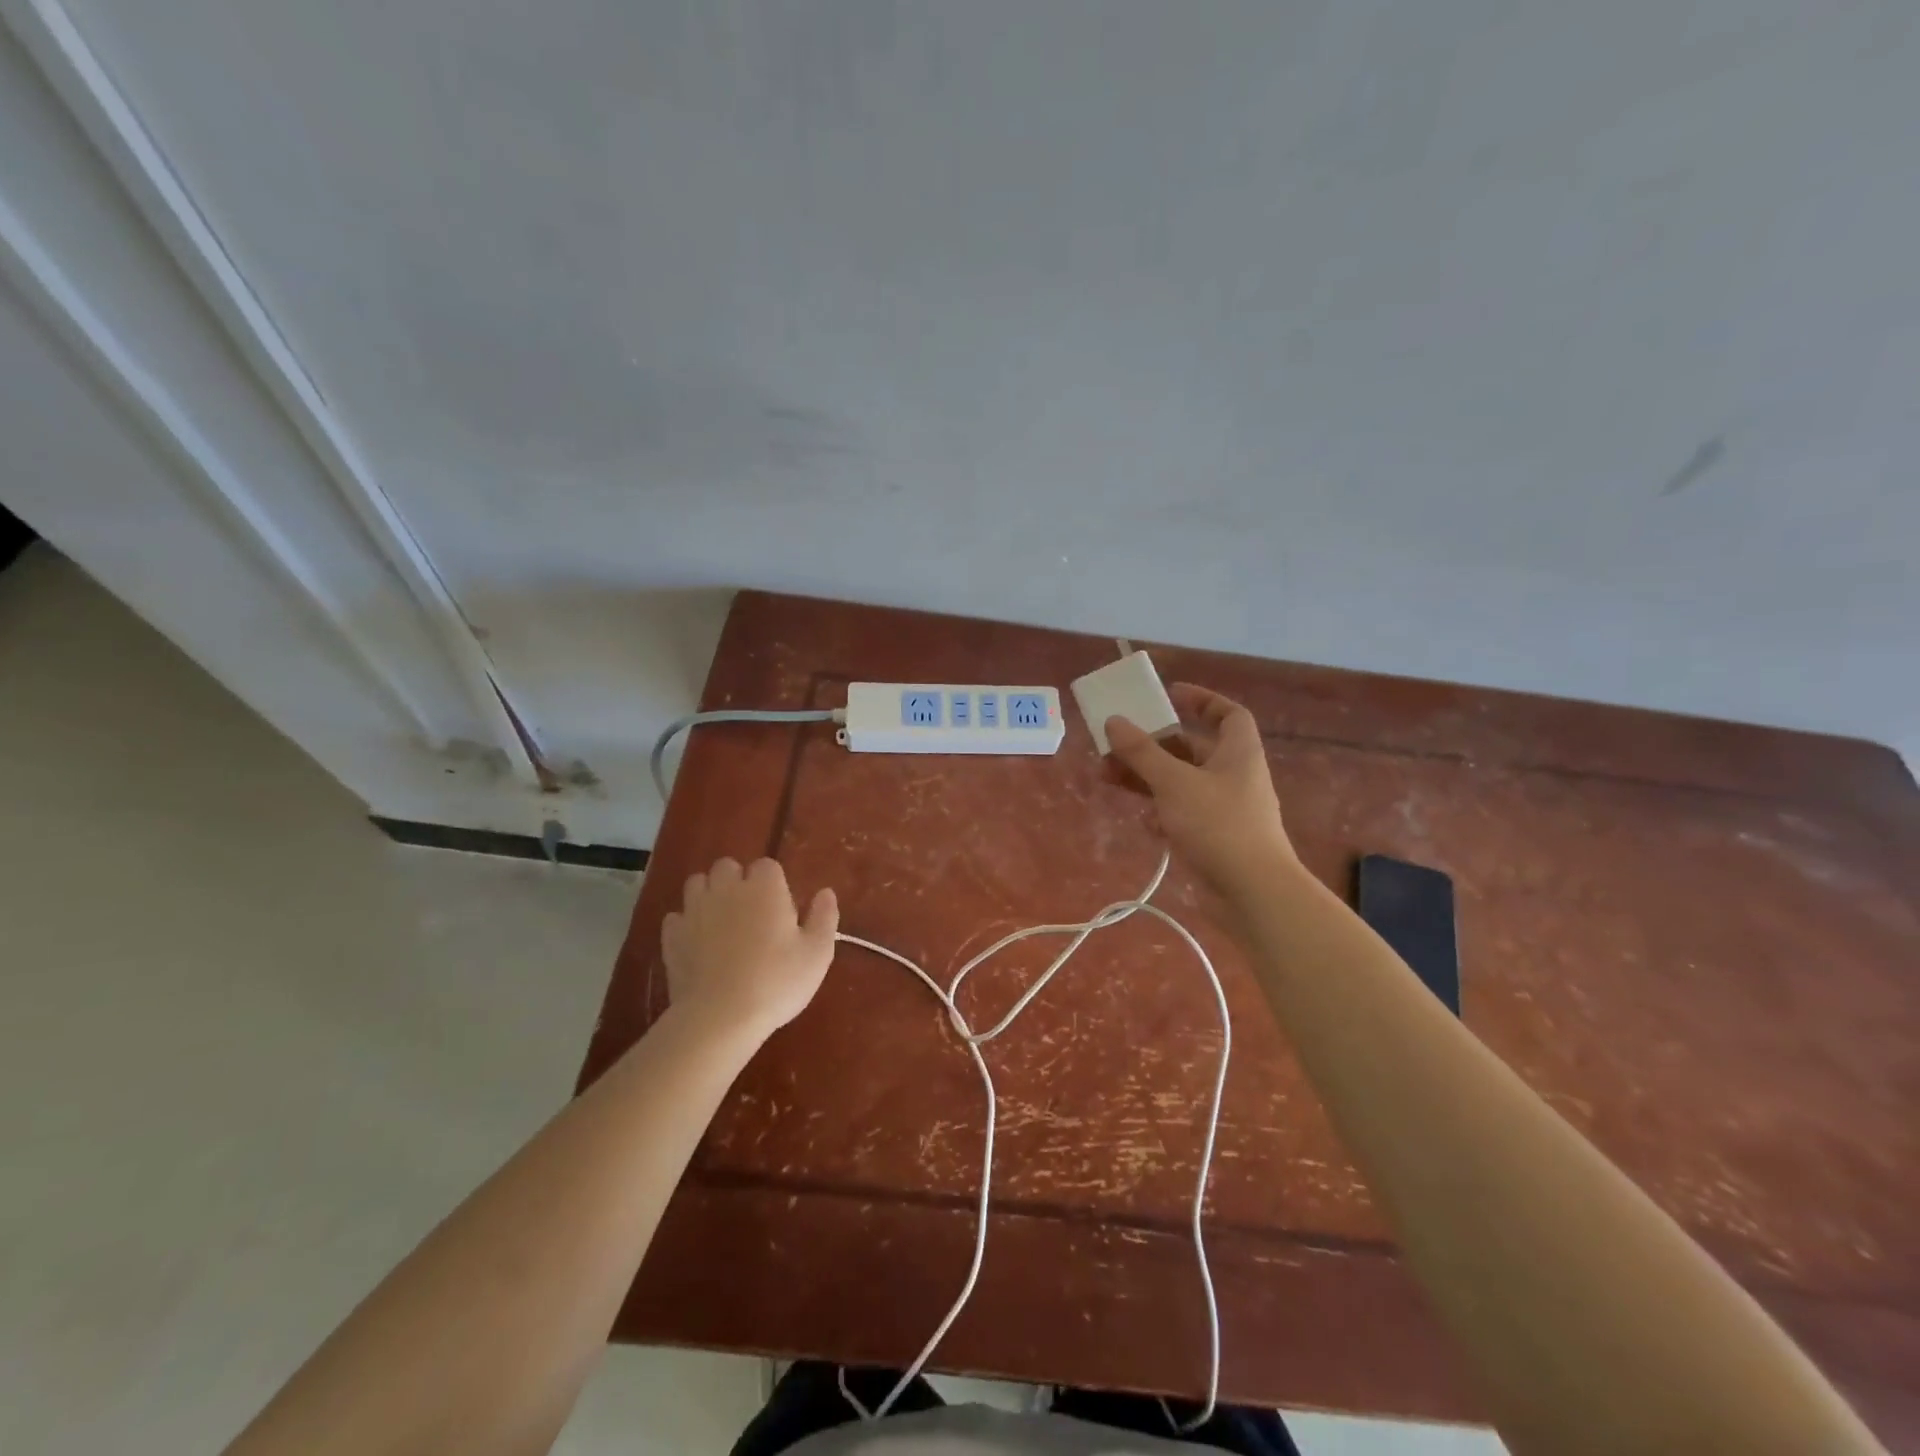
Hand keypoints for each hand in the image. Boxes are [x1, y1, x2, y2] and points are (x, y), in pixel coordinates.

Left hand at [661, 858, 838, 1040]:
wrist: (720, 1017)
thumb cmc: (776, 981)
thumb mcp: (817, 953)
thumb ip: (824, 917)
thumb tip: (826, 892)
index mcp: (765, 887)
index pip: (767, 866)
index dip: (774, 884)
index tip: (781, 910)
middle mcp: (727, 888)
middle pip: (728, 866)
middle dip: (738, 881)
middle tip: (752, 913)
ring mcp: (694, 910)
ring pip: (698, 883)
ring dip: (709, 894)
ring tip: (722, 922)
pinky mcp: (671, 935)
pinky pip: (677, 916)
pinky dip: (687, 923)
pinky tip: (698, 943)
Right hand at [1105, 684, 1296, 894]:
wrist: (1254, 893)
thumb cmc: (1218, 825)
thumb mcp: (1174, 782)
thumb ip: (1142, 752)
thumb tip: (1114, 721)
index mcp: (1238, 753)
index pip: (1228, 714)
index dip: (1202, 700)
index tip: (1170, 695)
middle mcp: (1234, 776)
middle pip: (1192, 749)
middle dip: (1153, 745)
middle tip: (1116, 743)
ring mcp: (1225, 810)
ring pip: (1181, 783)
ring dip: (1147, 778)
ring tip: (1108, 778)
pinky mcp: (1214, 839)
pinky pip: (1182, 814)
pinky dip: (1160, 812)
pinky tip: (1141, 821)